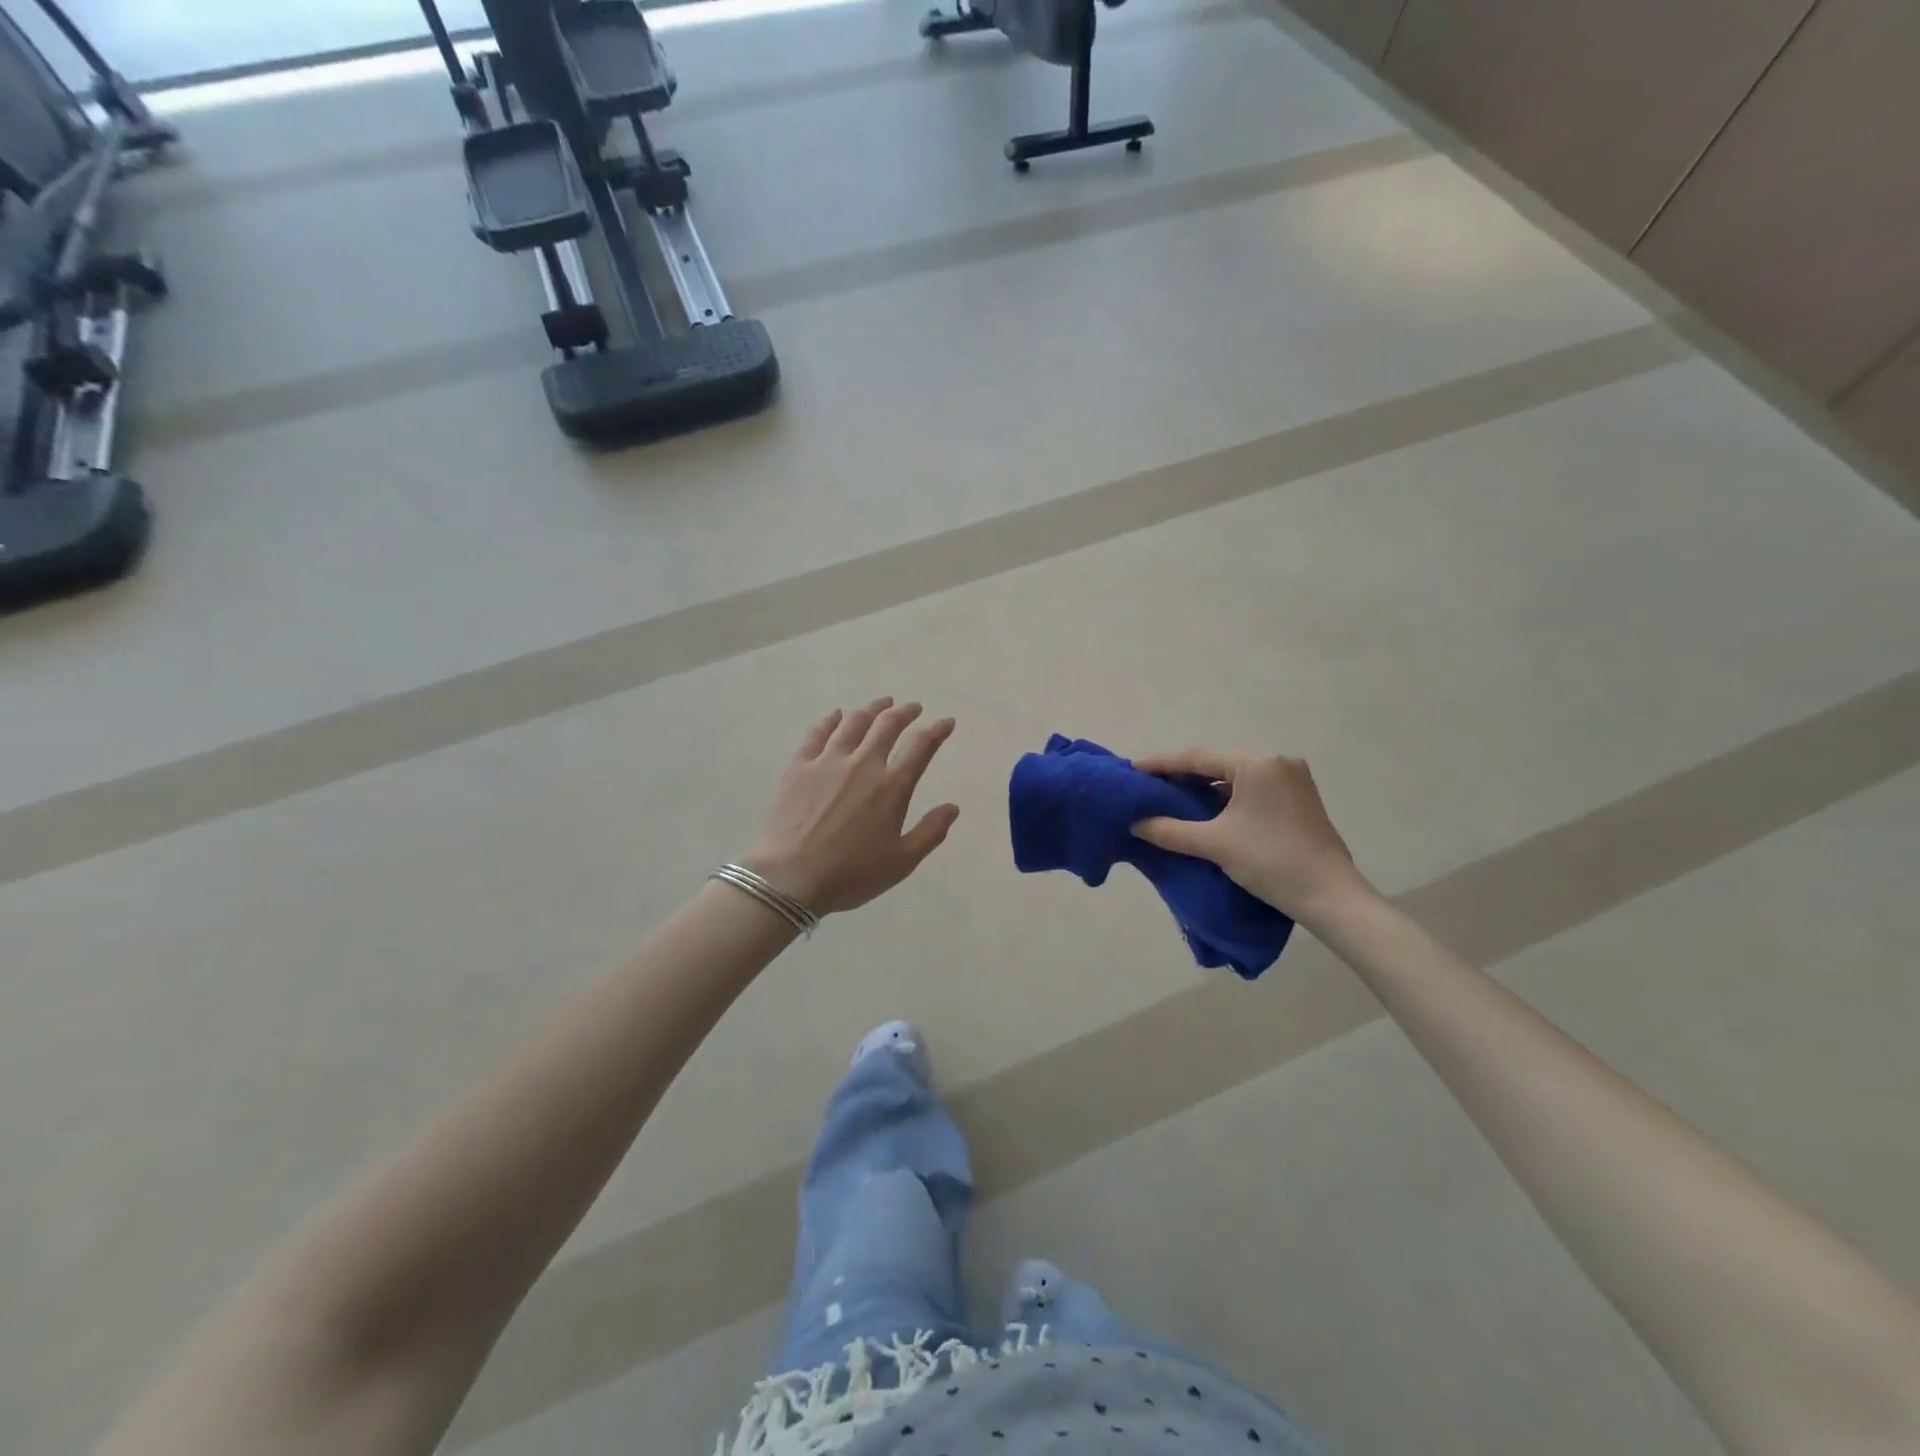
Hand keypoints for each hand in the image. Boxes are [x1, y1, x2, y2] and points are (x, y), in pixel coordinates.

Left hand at [744, 698, 960, 914]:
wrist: (790, 877)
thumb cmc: (850, 874)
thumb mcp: (901, 862)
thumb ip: (931, 832)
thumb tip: (953, 807)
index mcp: (891, 787)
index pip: (921, 747)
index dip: (937, 731)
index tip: (946, 722)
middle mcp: (863, 764)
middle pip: (887, 725)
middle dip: (905, 712)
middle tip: (913, 707)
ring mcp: (828, 761)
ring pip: (854, 723)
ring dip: (872, 709)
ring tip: (882, 703)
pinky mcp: (799, 766)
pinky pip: (817, 734)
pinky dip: (830, 721)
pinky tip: (836, 715)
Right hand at [1130, 748, 1370, 923]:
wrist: (1330, 896)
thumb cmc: (1270, 860)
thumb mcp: (1214, 843)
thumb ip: (1170, 830)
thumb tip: (1136, 824)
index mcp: (1258, 763)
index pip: (1198, 758)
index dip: (1161, 764)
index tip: (1133, 768)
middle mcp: (1277, 763)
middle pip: (1217, 764)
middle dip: (1182, 776)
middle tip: (1150, 785)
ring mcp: (1293, 780)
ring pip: (1236, 778)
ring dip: (1205, 788)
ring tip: (1173, 798)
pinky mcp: (1299, 800)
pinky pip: (1252, 790)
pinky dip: (1227, 798)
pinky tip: (1208, 811)